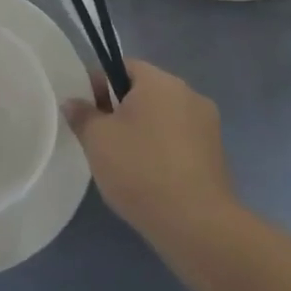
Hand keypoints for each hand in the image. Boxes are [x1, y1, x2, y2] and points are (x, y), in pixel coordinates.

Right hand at [63, 59, 234, 249]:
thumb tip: (74, 102)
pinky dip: (163, 149)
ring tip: (124, 161)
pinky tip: (149, 176)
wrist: (196, 224)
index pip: (123, 66)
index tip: (86, 111)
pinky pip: (180, 139)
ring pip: (164, 116)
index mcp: (160, 81)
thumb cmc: (140, 169)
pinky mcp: (217, 154)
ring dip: (143, 130)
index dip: (99, 84)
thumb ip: (82, 115)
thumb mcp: (97, 140)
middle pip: (145, 91)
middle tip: (100, 138)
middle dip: (121, 108)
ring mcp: (208, 125)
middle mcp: (189, 94)